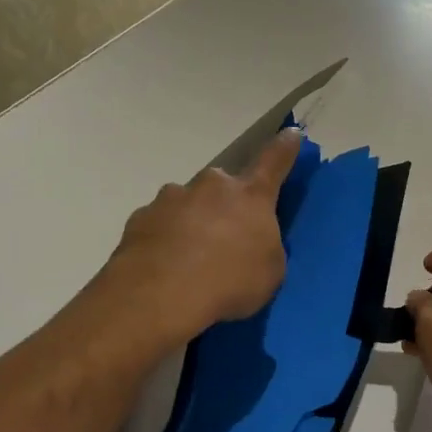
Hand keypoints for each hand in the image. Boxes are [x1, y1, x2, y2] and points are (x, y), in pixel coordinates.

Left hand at [92, 128, 302, 350]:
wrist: (160, 298)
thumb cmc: (230, 283)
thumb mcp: (269, 271)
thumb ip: (265, 245)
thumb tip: (252, 239)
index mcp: (251, 196)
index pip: (274, 160)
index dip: (285, 147)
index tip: (291, 134)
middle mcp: (211, 186)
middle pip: (223, 186)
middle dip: (225, 205)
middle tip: (226, 238)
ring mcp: (172, 198)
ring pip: (188, 203)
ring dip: (193, 221)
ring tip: (190, 259)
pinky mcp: (141, 217)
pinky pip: (160, 223)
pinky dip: (165, 238)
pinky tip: (164, 266)